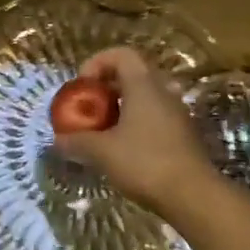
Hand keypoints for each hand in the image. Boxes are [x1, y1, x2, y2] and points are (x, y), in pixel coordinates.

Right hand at [52, 47, 222, 215]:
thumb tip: (57, 140)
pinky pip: (155, 116)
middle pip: (132, 74)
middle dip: (106, 88)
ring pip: (145, 97)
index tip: (82, 86)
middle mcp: (163, 92)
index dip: (97, 62)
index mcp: (144, 85)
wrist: (193, 195)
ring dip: (121, 107)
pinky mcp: (183, 134)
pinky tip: (123, 148)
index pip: (121, 54)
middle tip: (89, 108)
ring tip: (103, 130)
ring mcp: (177, 113)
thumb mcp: (102, 152)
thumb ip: (77, 141)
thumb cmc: (145, 163)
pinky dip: (136, 123)